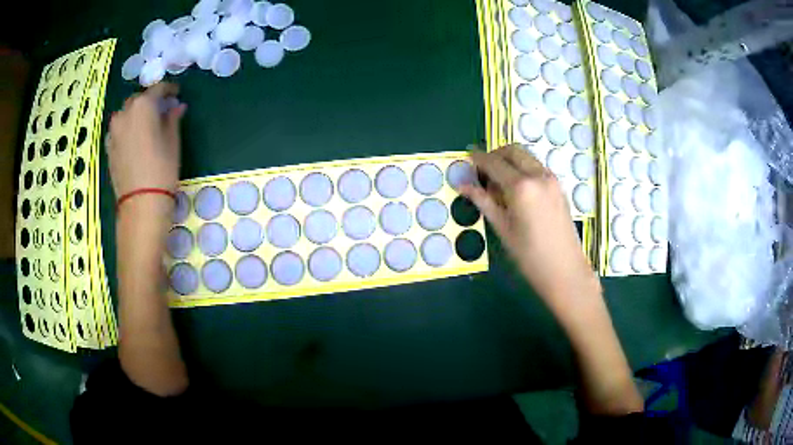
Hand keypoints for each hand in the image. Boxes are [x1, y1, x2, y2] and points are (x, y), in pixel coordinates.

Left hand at [107, 83, 185, 199]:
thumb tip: (176, 106)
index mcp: (143, 106)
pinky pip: (118, 129)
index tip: (176, 93)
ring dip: (136, 114)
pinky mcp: (108, 147)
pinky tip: (134, 138)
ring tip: (146, 124)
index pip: (157, 89)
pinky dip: (127, 127)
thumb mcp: (173, 140)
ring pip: (126, 114)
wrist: (141, 203)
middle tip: (161, 109)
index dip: (169, 89)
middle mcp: (125, 113)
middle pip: (138, 99)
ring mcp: (113, 130)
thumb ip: (172, 118)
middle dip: (150, 101)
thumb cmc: (162, 168)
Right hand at [460, 145, 600, 313]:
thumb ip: (483, 201)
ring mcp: (551, 179)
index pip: (493, 163)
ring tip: (498, 181)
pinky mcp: (558, 186)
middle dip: (495, 154)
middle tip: (482, 170)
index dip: (477, 159)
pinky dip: (522, 168)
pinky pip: (536, 166)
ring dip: (509, 160)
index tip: (466, 159)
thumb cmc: (529, 256)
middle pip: (512, 150)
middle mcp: (538, 175)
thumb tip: (462, 185)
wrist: (565, 270)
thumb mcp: (503, 228)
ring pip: (526, 156)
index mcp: (521, 186)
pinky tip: (516, 188)